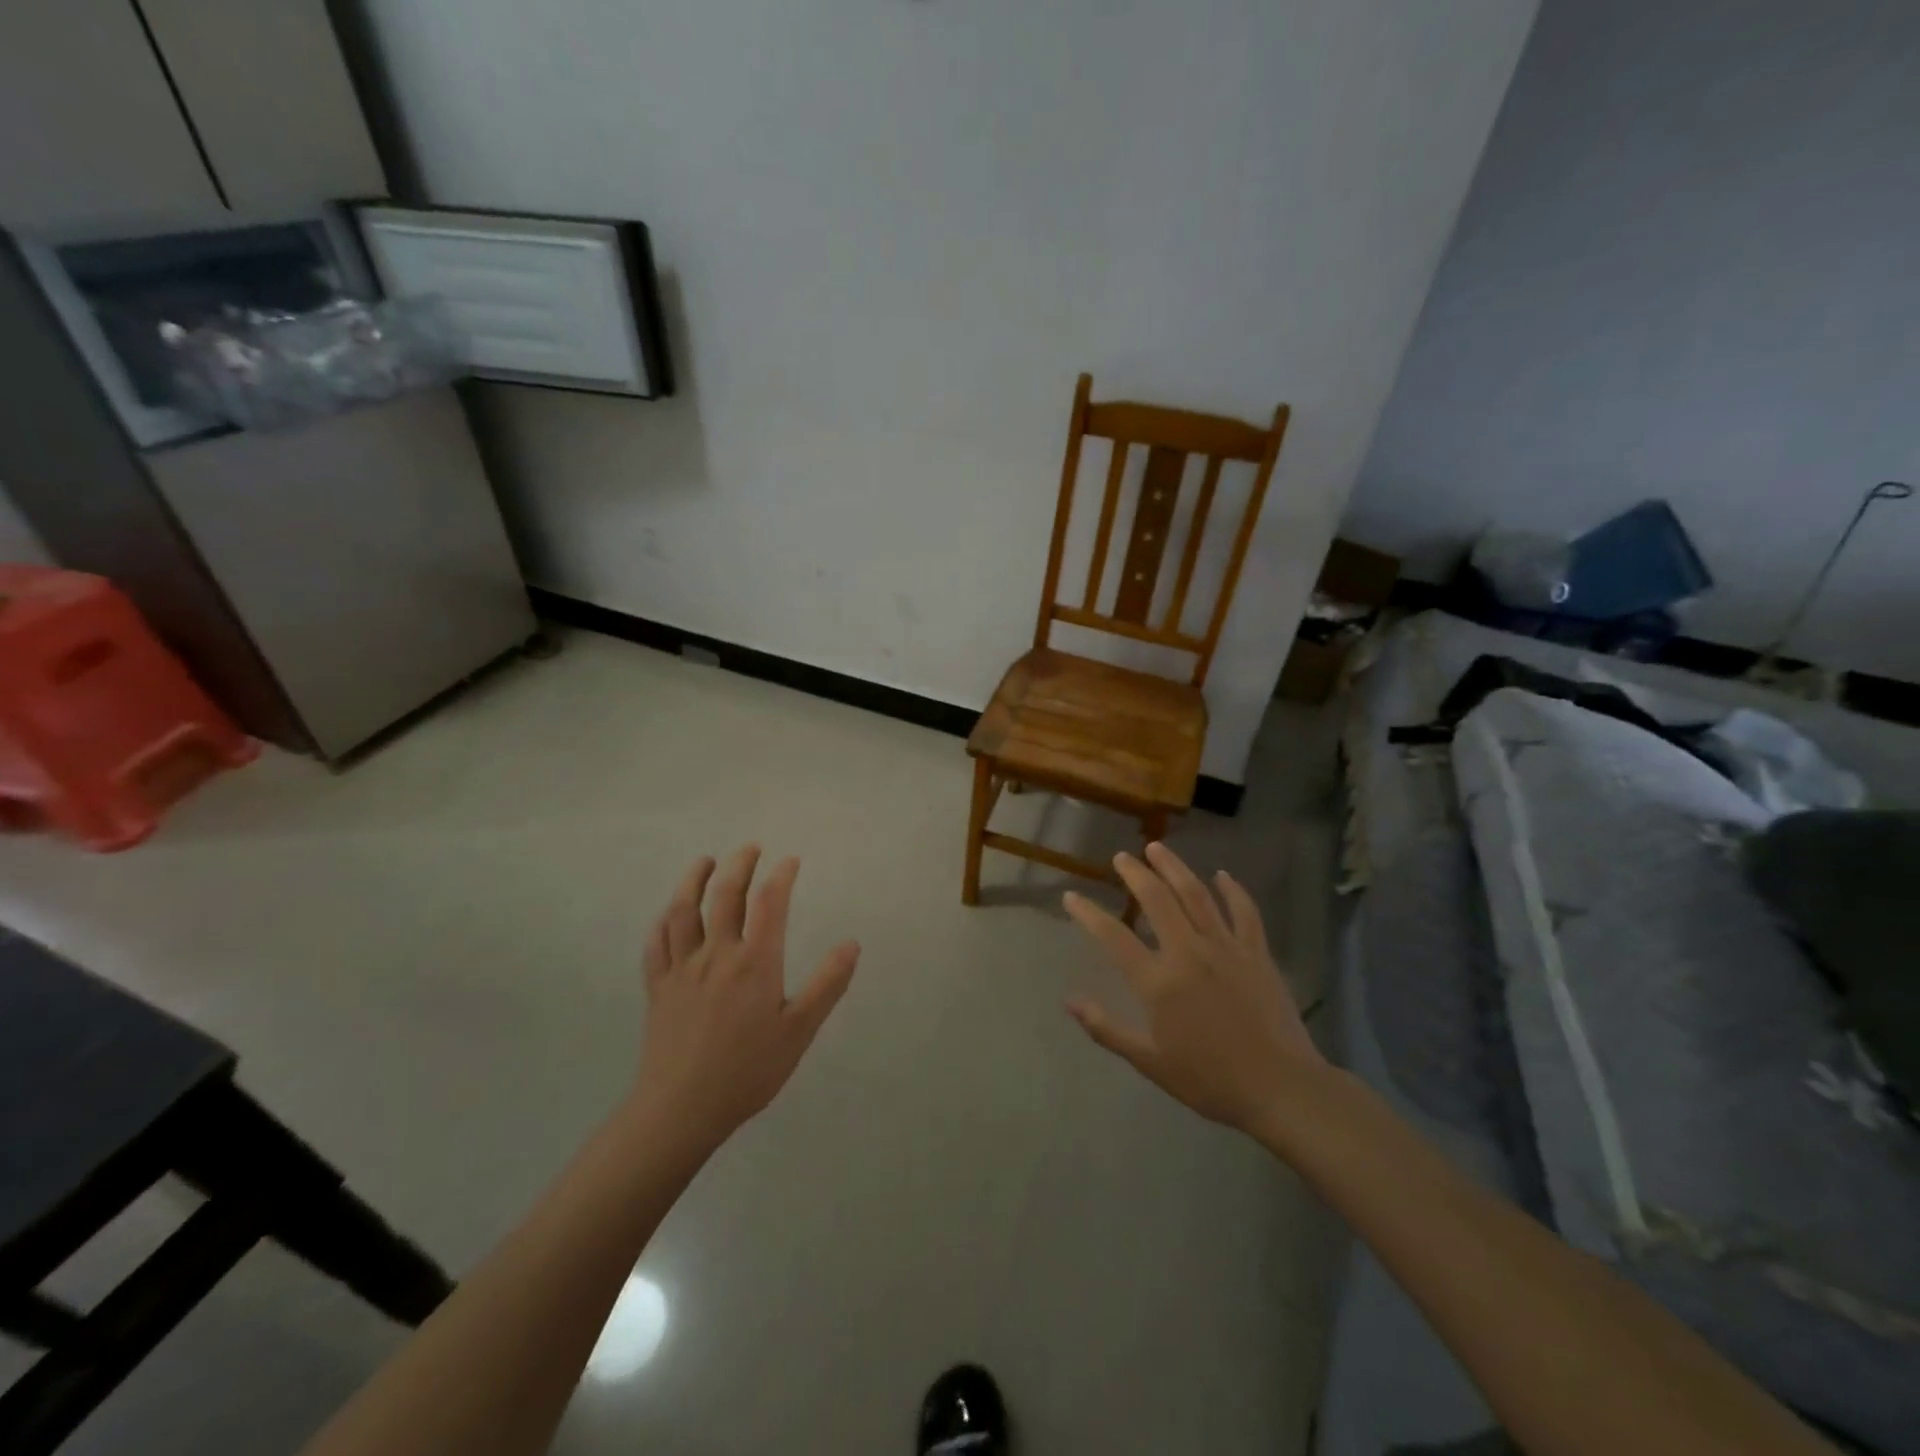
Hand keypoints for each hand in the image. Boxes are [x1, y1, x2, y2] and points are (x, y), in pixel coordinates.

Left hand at [628, 847, 859, 1148]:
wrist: (681, 1109)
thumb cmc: (748, 1070)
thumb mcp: (800, 1030)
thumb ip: (827, 984)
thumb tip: (852, 944)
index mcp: (754, 962)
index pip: (769, 903)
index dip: (781, 876)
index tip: (791, 860)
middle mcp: (716, 954)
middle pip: (724, 896)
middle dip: (738, 865)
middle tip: (750, 848)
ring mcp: (681, 969)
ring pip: (683, 911)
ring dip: (693, 880)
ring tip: (704, 862)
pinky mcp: (657, 988)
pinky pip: (656, 943)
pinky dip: (664, 921)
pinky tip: (668, 914)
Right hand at [1063, 842, 1324, 1135]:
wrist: (1280, 1088)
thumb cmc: (1210, 1079)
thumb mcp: (1150, 1063)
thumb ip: (1107, 1029)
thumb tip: (1070, 1001)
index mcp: (1159, 981)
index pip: (1113, 937)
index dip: (1088, 914)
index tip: (1071, 897)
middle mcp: (1189, 952)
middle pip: (1157, 900)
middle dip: (1135, 874)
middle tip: (1122, 857)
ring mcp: (1226, 948)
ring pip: (1196, 894)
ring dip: (1174, 868)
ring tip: (1158, 848)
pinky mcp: (1257, 953)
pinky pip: (1244, 912)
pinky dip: (1233, 890)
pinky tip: (1222, 875)